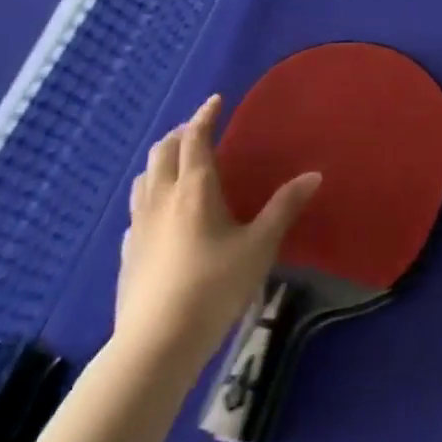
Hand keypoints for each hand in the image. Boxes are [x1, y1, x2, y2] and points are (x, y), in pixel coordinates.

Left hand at [117, 94, 320, 381]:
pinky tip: (159, 214)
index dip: (204, 116)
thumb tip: (314, 174)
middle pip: (162, 153)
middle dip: (180, 134)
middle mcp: (161, 198)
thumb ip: (284, 207)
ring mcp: (138, 226)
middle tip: (198, 129)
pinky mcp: (126, 252)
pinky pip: (136, 210)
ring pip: (143, 179)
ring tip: (177, 163)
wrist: (158, 341)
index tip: (215, 101)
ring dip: (160, 161)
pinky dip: (149, 196)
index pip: (194, 139)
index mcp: (194, 190)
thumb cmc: (215, 286)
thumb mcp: (260, 246)